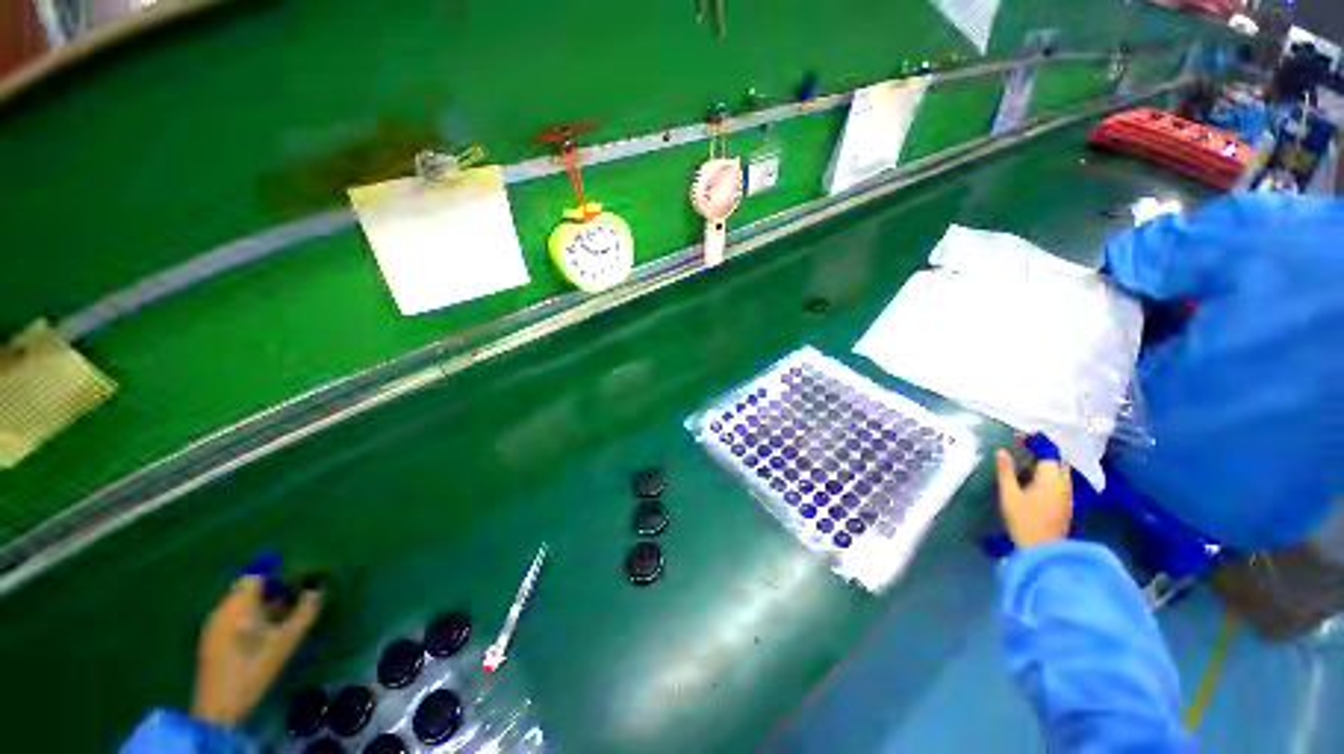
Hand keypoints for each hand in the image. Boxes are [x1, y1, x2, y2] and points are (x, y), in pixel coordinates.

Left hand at [191, 576, 322, 726]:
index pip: (257, 574)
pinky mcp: (210, 639)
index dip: (277, 576)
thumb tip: (318, 590)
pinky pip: (231, 618)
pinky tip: (258, 637)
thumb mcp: (287, 640)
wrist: (220, 705)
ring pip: (238, 604)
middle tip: (291, 604)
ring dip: (259, 606)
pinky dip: (247, 619)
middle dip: (270, 592)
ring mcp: (213, 624)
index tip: (295, 585)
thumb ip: (305, 612)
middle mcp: (222, 608)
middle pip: (247, 588)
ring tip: (278, 622)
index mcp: (239, 603)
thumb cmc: (255, 667)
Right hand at [994, 443, 1072, 549]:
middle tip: (1020, 446)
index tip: (1017, 436)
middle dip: (1041, 450)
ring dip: (1045, 461)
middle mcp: (1064, 482)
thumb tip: (1002, 451)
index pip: (1048, 451)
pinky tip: (1033, 477)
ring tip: (1024, 459)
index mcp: (1052, 477)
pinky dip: (1048, 473)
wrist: (1043, 550)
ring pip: (1060, 470)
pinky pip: (1059, 480)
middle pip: (1057, 459)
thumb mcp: (1009, 494)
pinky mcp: (1066, 503)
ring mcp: (1067, 494)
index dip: (1034, 441)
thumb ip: (1006, 471)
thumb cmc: (1024, 520)